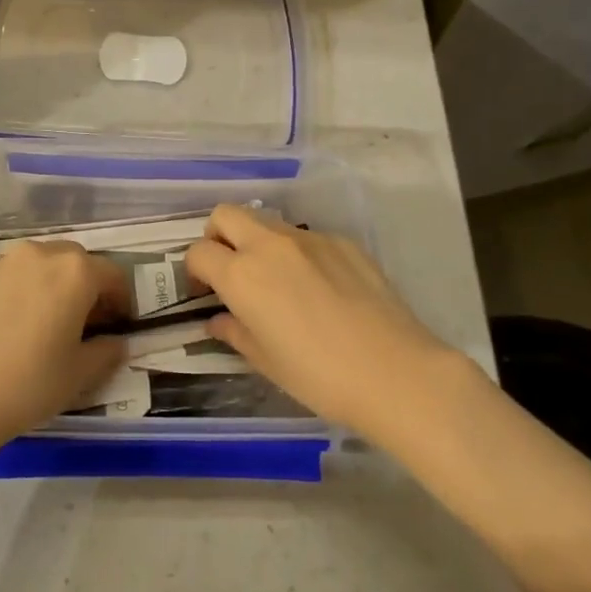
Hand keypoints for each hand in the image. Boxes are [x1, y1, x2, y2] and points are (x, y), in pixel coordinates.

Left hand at [0, 241, 130, 456]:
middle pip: (75, 262)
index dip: (122, 301)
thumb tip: (116, 342)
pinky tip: (10, 328)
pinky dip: (20, 293)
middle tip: (84, 324)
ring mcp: (1, 263)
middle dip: (87, 287)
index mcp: (74, 271)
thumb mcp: (80, 374)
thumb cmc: (27, 384)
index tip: (119, 326)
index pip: (113, 275)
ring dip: (52, 286)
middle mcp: (39, 254)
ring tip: (45, 323)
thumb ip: (107, 352)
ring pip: (39, 266)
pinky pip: (9, 278)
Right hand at [185, 204, 484, 446]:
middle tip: (230, 271)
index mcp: (242, 275)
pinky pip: (306, 237)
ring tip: (276, 281)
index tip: (205, 293)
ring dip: (257, 241)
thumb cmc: (319, 376)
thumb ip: (234, 332)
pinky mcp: (343, 242)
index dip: (194, 272)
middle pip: (226, 215)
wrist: (395, 372)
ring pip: (266, 221)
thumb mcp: (265, 361)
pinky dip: (298, 253)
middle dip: (217, 237)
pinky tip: (319, 288)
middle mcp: (270, 245)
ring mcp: (310, 239)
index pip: (198, 252)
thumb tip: (219, 320)